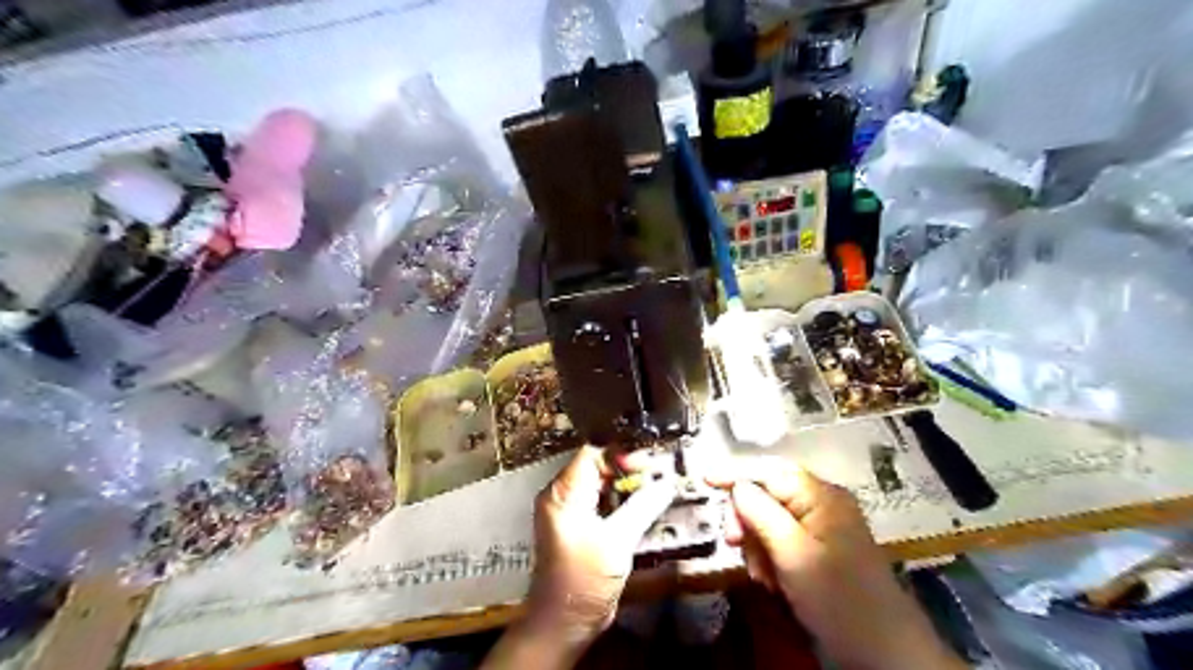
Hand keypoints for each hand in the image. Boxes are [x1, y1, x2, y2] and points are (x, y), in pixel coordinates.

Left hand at [482, 448, 669, 666]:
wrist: (564, 622)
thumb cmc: (584, 578)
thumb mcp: (616, 541)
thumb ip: (641, 507)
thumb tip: (666, 483)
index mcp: (563, 493)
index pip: (592, 454)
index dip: (620, 454)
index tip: (647, 465)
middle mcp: (562, 496)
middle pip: (597, 467)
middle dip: (628, 469)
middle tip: (658, 475)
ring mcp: (570, 512)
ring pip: (601, 485)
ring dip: (627, 486)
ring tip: (656, 487)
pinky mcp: (579, 527)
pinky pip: (601, 503)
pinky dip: (622, 501)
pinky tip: (644, 505)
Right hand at [701, 459, 963, 669]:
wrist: (882, 654)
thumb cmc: (838, 597)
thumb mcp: (793, 554)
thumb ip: (761, 514)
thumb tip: (736, 486)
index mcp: (820, 496)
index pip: (769, 472)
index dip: (735, 473)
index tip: (704, 479)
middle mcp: (820, 505)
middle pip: (766, 497)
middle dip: (747, 521)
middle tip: (735, 543)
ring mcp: (819, 531)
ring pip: (769, 523)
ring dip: (757, 547)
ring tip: (765, 575)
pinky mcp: (817, 554)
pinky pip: (780, 545)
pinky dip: (769, 560)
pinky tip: (773, 582)